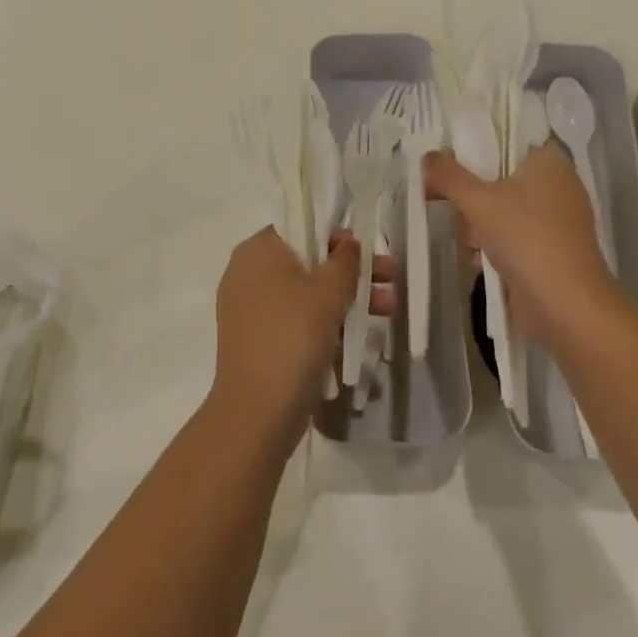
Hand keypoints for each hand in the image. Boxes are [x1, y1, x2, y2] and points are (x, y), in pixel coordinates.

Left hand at [210, 228, 395, 441]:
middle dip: (351, 271)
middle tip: (390, 276)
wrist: (258, 410)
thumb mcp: (327, 292)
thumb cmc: (292, 335)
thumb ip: (343, 260)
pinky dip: (325, 321)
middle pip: (307, 260)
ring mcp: (251, 309)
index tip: (364, 249)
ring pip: (306, 292)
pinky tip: (360, 332)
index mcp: (257, 251)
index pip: (299, 226)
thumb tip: (347, 242)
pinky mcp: (259, 339)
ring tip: (389, 309)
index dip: (335, 234)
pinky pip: (296, 318)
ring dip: (346, 298)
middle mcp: (247, 274)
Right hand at [423, 146, 620, 351]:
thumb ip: (449, 176)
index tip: (444, 166)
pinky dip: (494, 244)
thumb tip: (428, 157)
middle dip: (470, 195)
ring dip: (478, 224)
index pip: (504, 139)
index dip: (471, 150)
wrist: (567, 305)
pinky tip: (478, 260)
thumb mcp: (478, 201)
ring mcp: (557, 218)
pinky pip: (514, 234)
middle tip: (445, 205)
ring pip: (503, 208)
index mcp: (548, 160)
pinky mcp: (552, 248)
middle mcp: (557, 183)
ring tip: (468, 241)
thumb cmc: (525, 238)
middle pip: (499, 176)